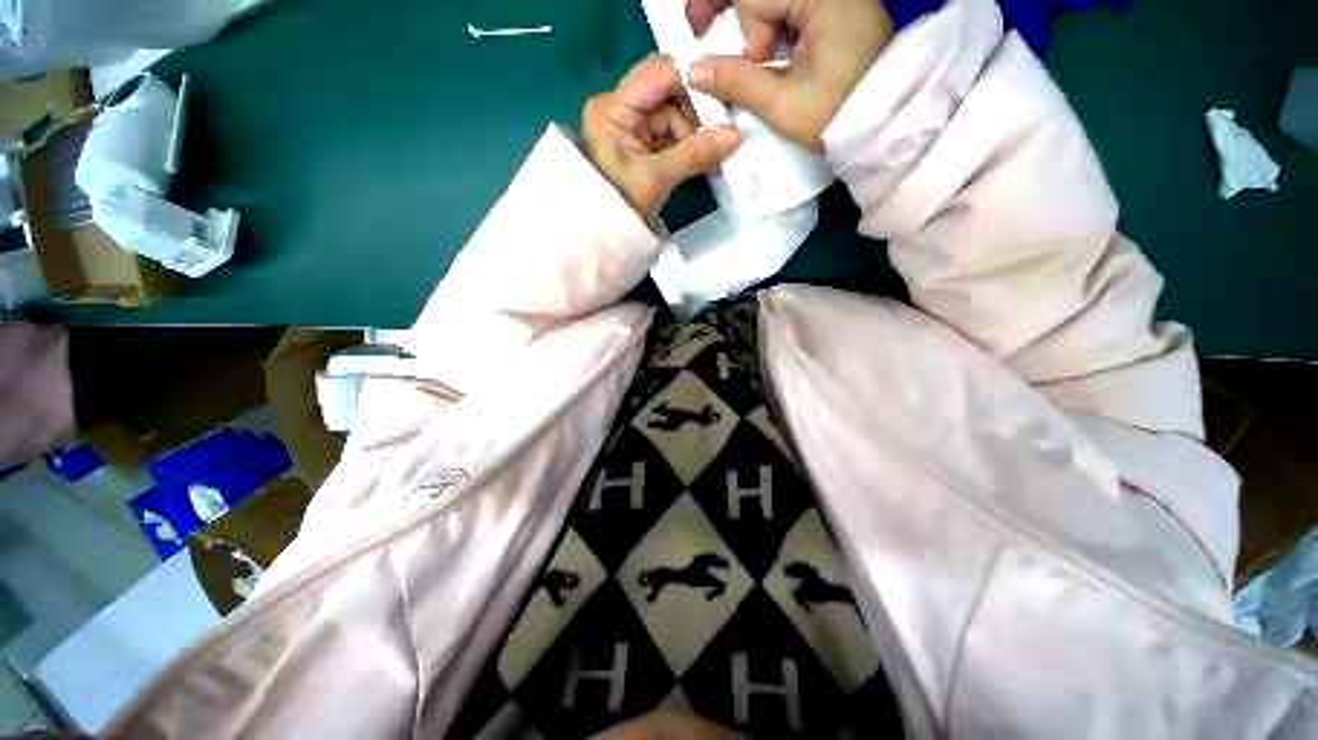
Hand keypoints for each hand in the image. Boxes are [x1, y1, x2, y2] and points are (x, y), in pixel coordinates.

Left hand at [582, 53, 741, 221]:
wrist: (604, 235)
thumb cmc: (620, 207)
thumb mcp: (657, 179)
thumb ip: (694, 154)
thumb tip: (735, 137)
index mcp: (613, 108)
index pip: (658, 73)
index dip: (692, 82)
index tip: (721, 103)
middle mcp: (618, 107)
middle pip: (667, 94)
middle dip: (695, 116)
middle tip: (720, 136)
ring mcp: (628, 126)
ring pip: (671, 116)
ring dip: (693, 135)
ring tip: (710, 158)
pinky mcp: (637, 144)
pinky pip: (668, 135)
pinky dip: (685, 146)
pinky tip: (701, 160)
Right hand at [686, 0, 893, 150]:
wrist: (887, 128)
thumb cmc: (837, 116)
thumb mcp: (782, 104)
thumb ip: (737, 82)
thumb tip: (695, 71)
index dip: (726, 20)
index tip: (702, 43)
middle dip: (740, 25)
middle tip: (725, 61)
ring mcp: (838, 1)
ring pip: (776, 6)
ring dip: (756, 33)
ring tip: (754, 68)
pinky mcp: (839, 16)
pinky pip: (793, 14)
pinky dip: (774, 36)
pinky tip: (770, 60)